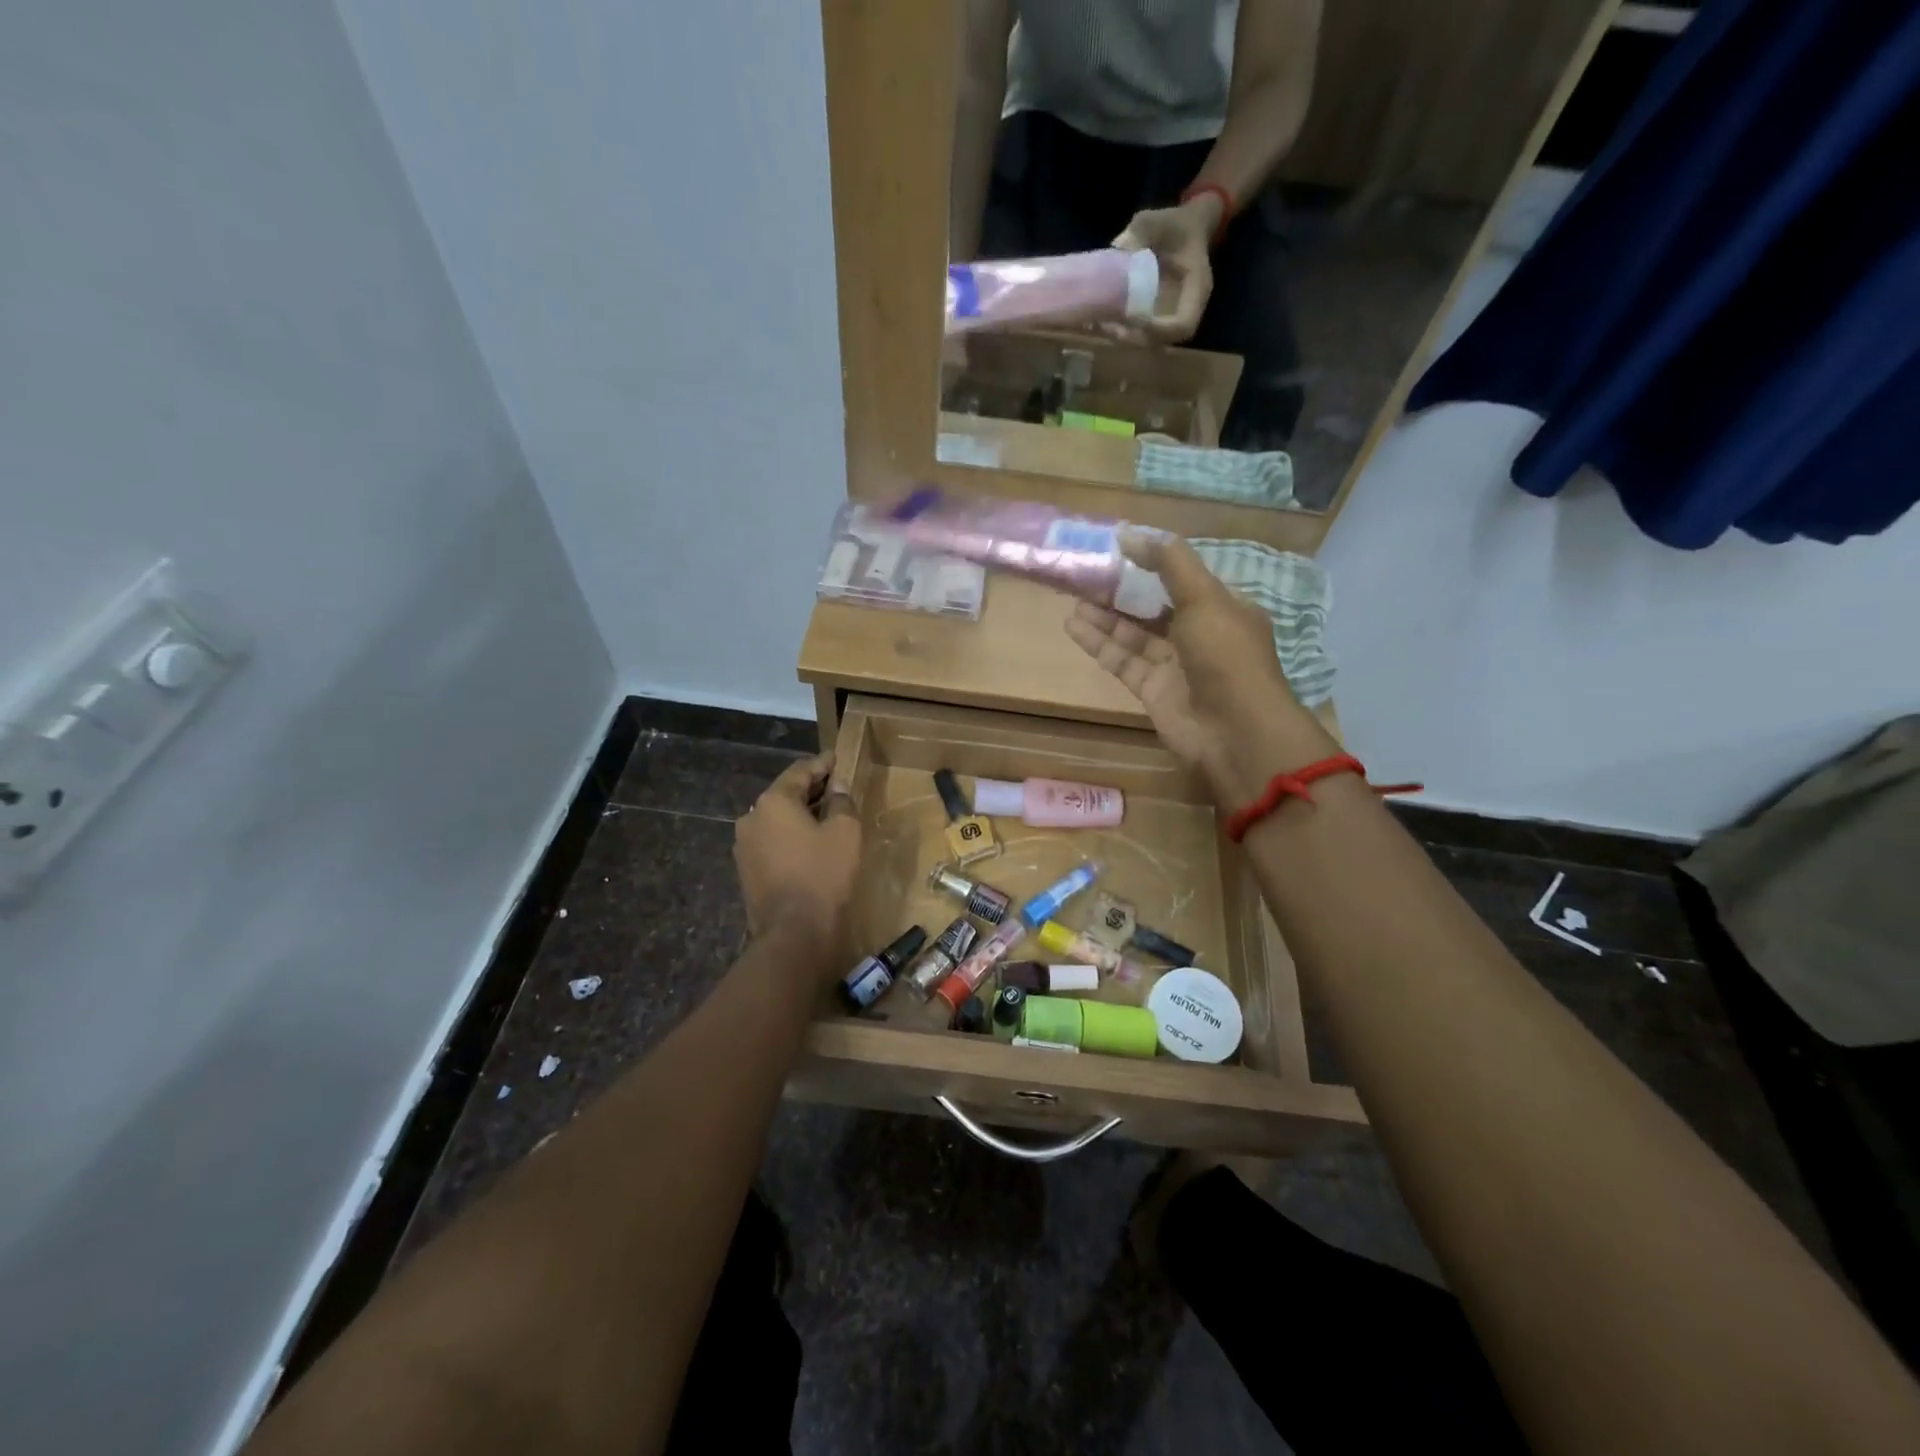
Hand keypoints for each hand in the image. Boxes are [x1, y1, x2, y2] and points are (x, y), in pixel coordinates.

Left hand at [734, 754, 861, 953]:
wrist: (793, 933)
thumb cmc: (823, 874)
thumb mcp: (845, 833)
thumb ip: (842, 803)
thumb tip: (837, 788)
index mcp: (773, 801)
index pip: (800, 771)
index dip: (822, 764)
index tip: (837, 758)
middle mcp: (752, 817)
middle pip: (785, 794)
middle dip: (811, 789)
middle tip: (835, 785)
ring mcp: (744, 846)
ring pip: (776, 819)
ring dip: (800, 814)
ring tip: (825, 814)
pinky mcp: (746, 870)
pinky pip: (772, 841)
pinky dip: (790, 835)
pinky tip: (809, 842)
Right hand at [1065, 533, 1334, 800]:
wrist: (1234, 732)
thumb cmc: (1226, 656)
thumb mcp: (1204, 598)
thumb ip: (1169, 563)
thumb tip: (1129, 534)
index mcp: (1223, 609)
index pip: (1184, 581)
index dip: (1152, 564)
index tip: (1118, 549)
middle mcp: (1199, 636)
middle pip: (1154, 607)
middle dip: (1122, 591)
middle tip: (1087, 573)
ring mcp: (1175, 666)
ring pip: (1134, 634)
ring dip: (1105, 616)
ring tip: (1073, 597)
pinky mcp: (1152, 691)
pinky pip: (1122, 660)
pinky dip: (1099, 644)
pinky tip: (1073, 625)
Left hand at [1110, 194, 1222, 343]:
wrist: (1184, 228)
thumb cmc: (1175, 223)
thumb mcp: (1158, 220)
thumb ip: (1141, 231)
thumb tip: (1118, 248)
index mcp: (1196, 288)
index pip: (1184, 324)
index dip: (1159, 331)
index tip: (1133, 319)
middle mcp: (1185, 308)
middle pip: (1163, 340)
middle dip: (1135, 338)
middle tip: (1107, 327)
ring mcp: (1169, 316)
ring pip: (1149, 342)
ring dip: (1124, 339)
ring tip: (1099, 327)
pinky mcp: (1155, 317)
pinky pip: (1140, 334)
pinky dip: (1120, 333)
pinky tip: (1099, 324)